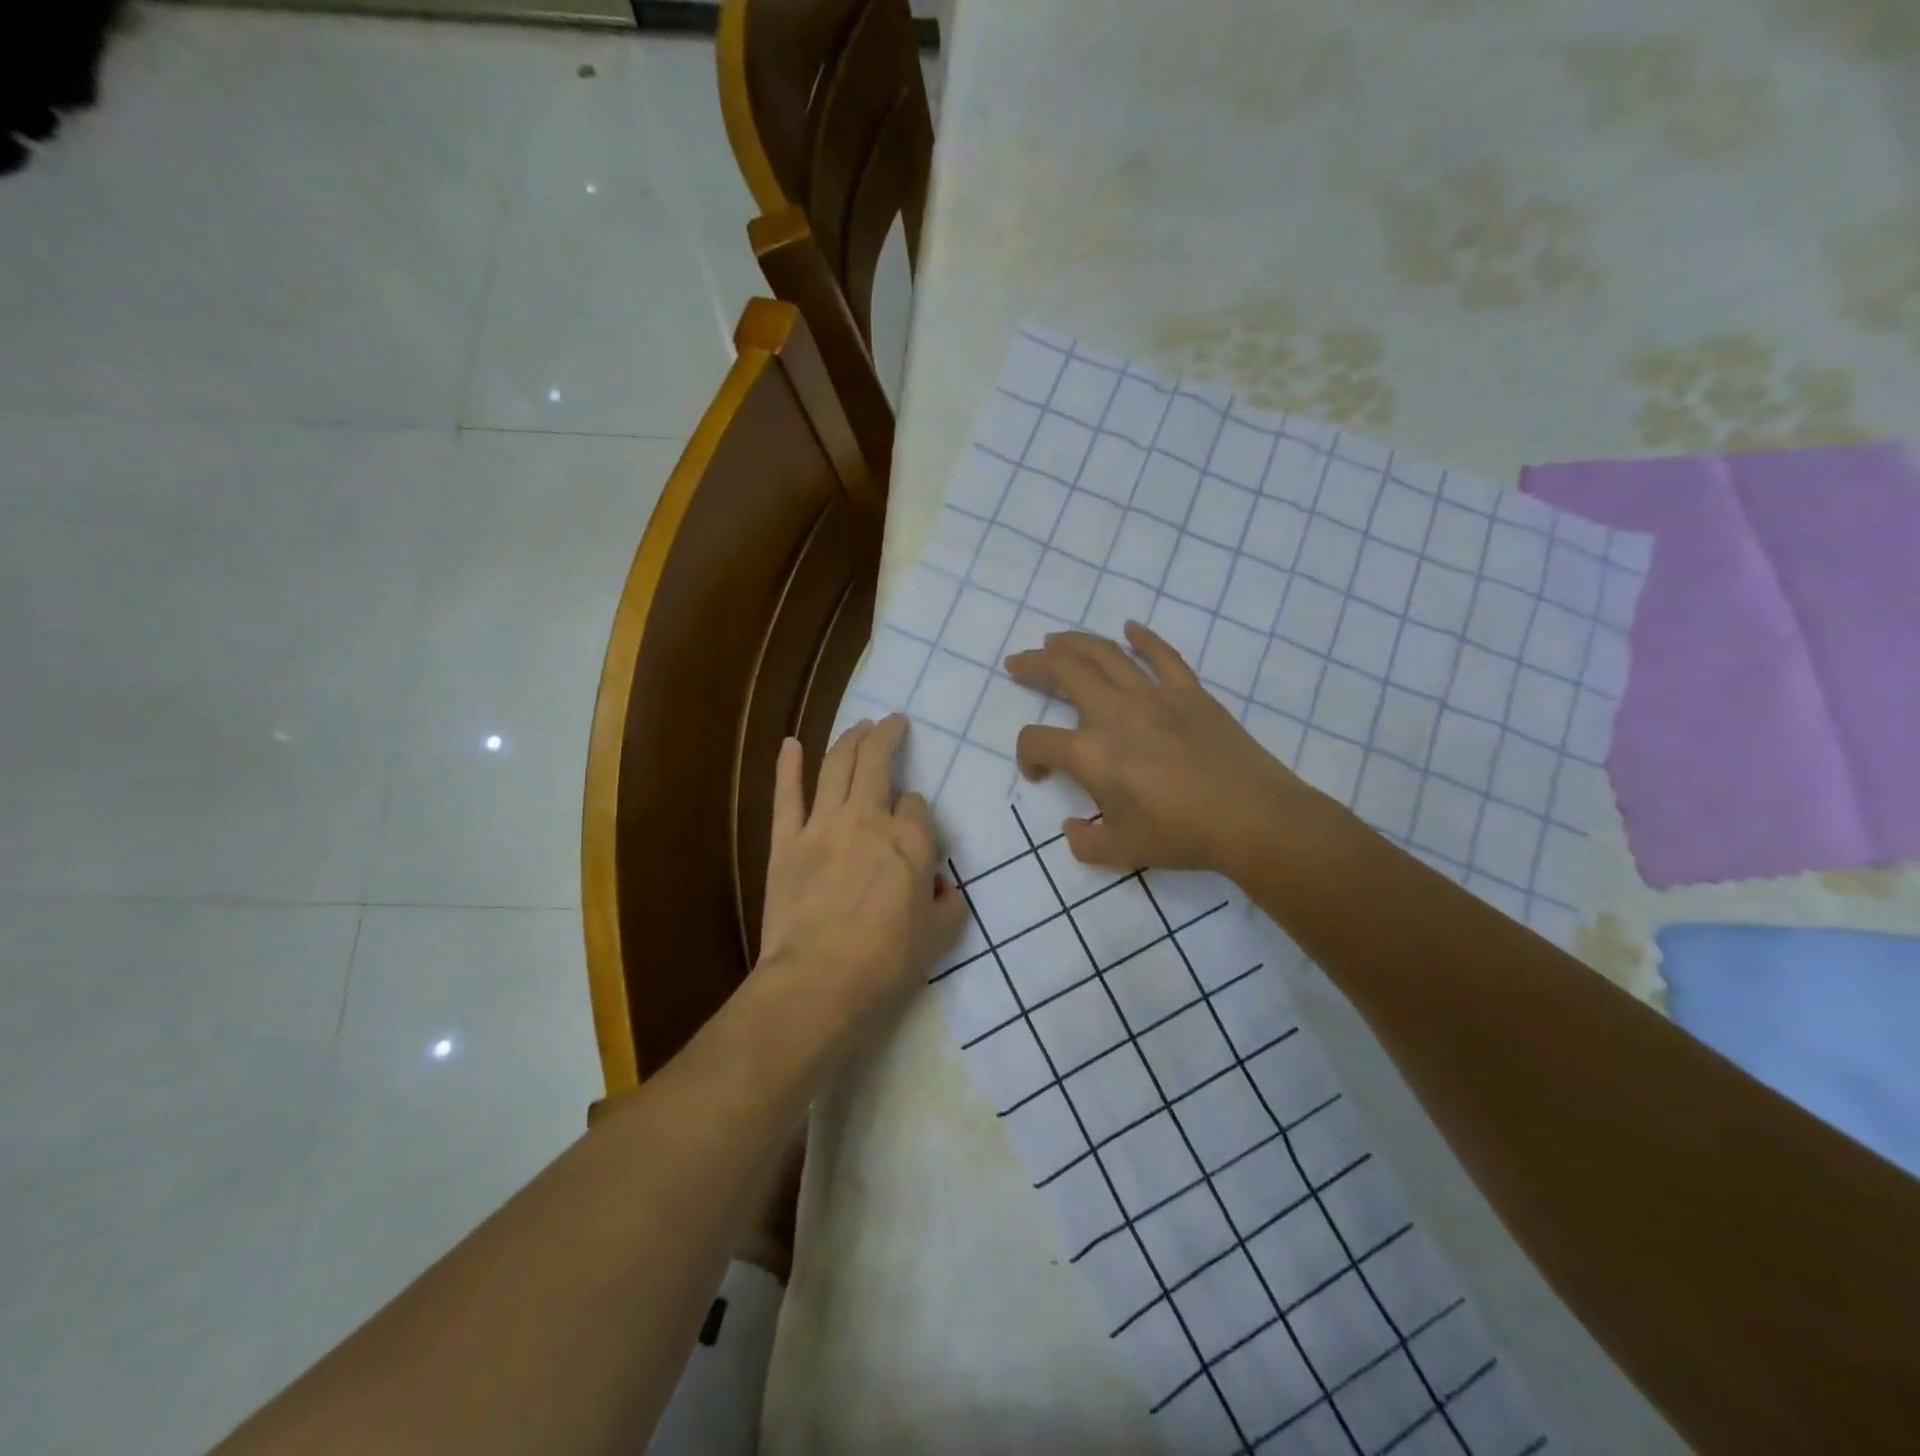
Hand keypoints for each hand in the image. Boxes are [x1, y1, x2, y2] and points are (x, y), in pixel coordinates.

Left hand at [755, 715, 966, 1058]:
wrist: (819, 981)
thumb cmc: (886, 962)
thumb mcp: (939, 938)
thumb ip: (949, 905)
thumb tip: (943, 889)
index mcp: (911, 841)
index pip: (918, 805)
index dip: (918, 811)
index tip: (916, 828)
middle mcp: (869, 819)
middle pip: (878, 763)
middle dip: (888, 736)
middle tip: (893, 723)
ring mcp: (823, 826)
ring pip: (837, 766)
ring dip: (850, 739)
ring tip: (860, 725)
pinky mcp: (787, 842)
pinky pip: (787, 796)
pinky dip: (788, 767)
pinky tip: (790, 744)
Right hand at [1005, 622, 1346, 878]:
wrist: (1253, 819)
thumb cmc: (1182, 836)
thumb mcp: (1121, 851)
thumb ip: (1085, 842)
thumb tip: (1072, 828)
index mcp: (1090, 754)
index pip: (1037, 740)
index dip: (1026, 755)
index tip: (1038, 773)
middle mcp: (1114, 713)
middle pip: (1063, 672)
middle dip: (1034, 664)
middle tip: (1018, 663)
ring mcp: (1154, 696)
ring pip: (1105, 654)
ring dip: (1074, 642)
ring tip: (1055, 640)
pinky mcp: (1190, 692)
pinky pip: (1163, 655)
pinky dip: (1143, 639)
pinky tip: (1129, 630)